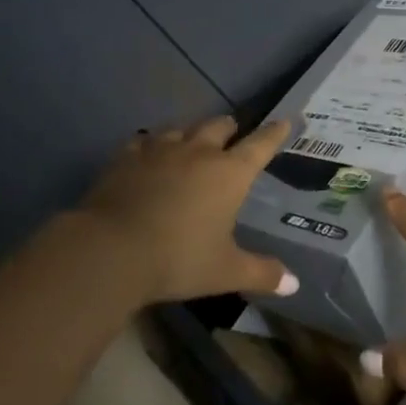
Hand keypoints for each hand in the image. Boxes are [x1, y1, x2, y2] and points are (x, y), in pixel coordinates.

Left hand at [73, 115, 296, 304]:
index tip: (284, 121)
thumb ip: (261, 273)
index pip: (260, 145)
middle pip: (219, 126)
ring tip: (191, 142)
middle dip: (230, 128)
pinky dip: (152, 145)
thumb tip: (294, 283)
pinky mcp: (127, 156)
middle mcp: (198, 152)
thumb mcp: (225, 272)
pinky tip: (148, 153)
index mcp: (229, 174)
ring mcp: (160, 150)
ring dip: (191, 133)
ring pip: (182, 128)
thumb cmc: (178, 259)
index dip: (274, 133)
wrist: (111, 250)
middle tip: (233, 134)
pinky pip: (145, 141)